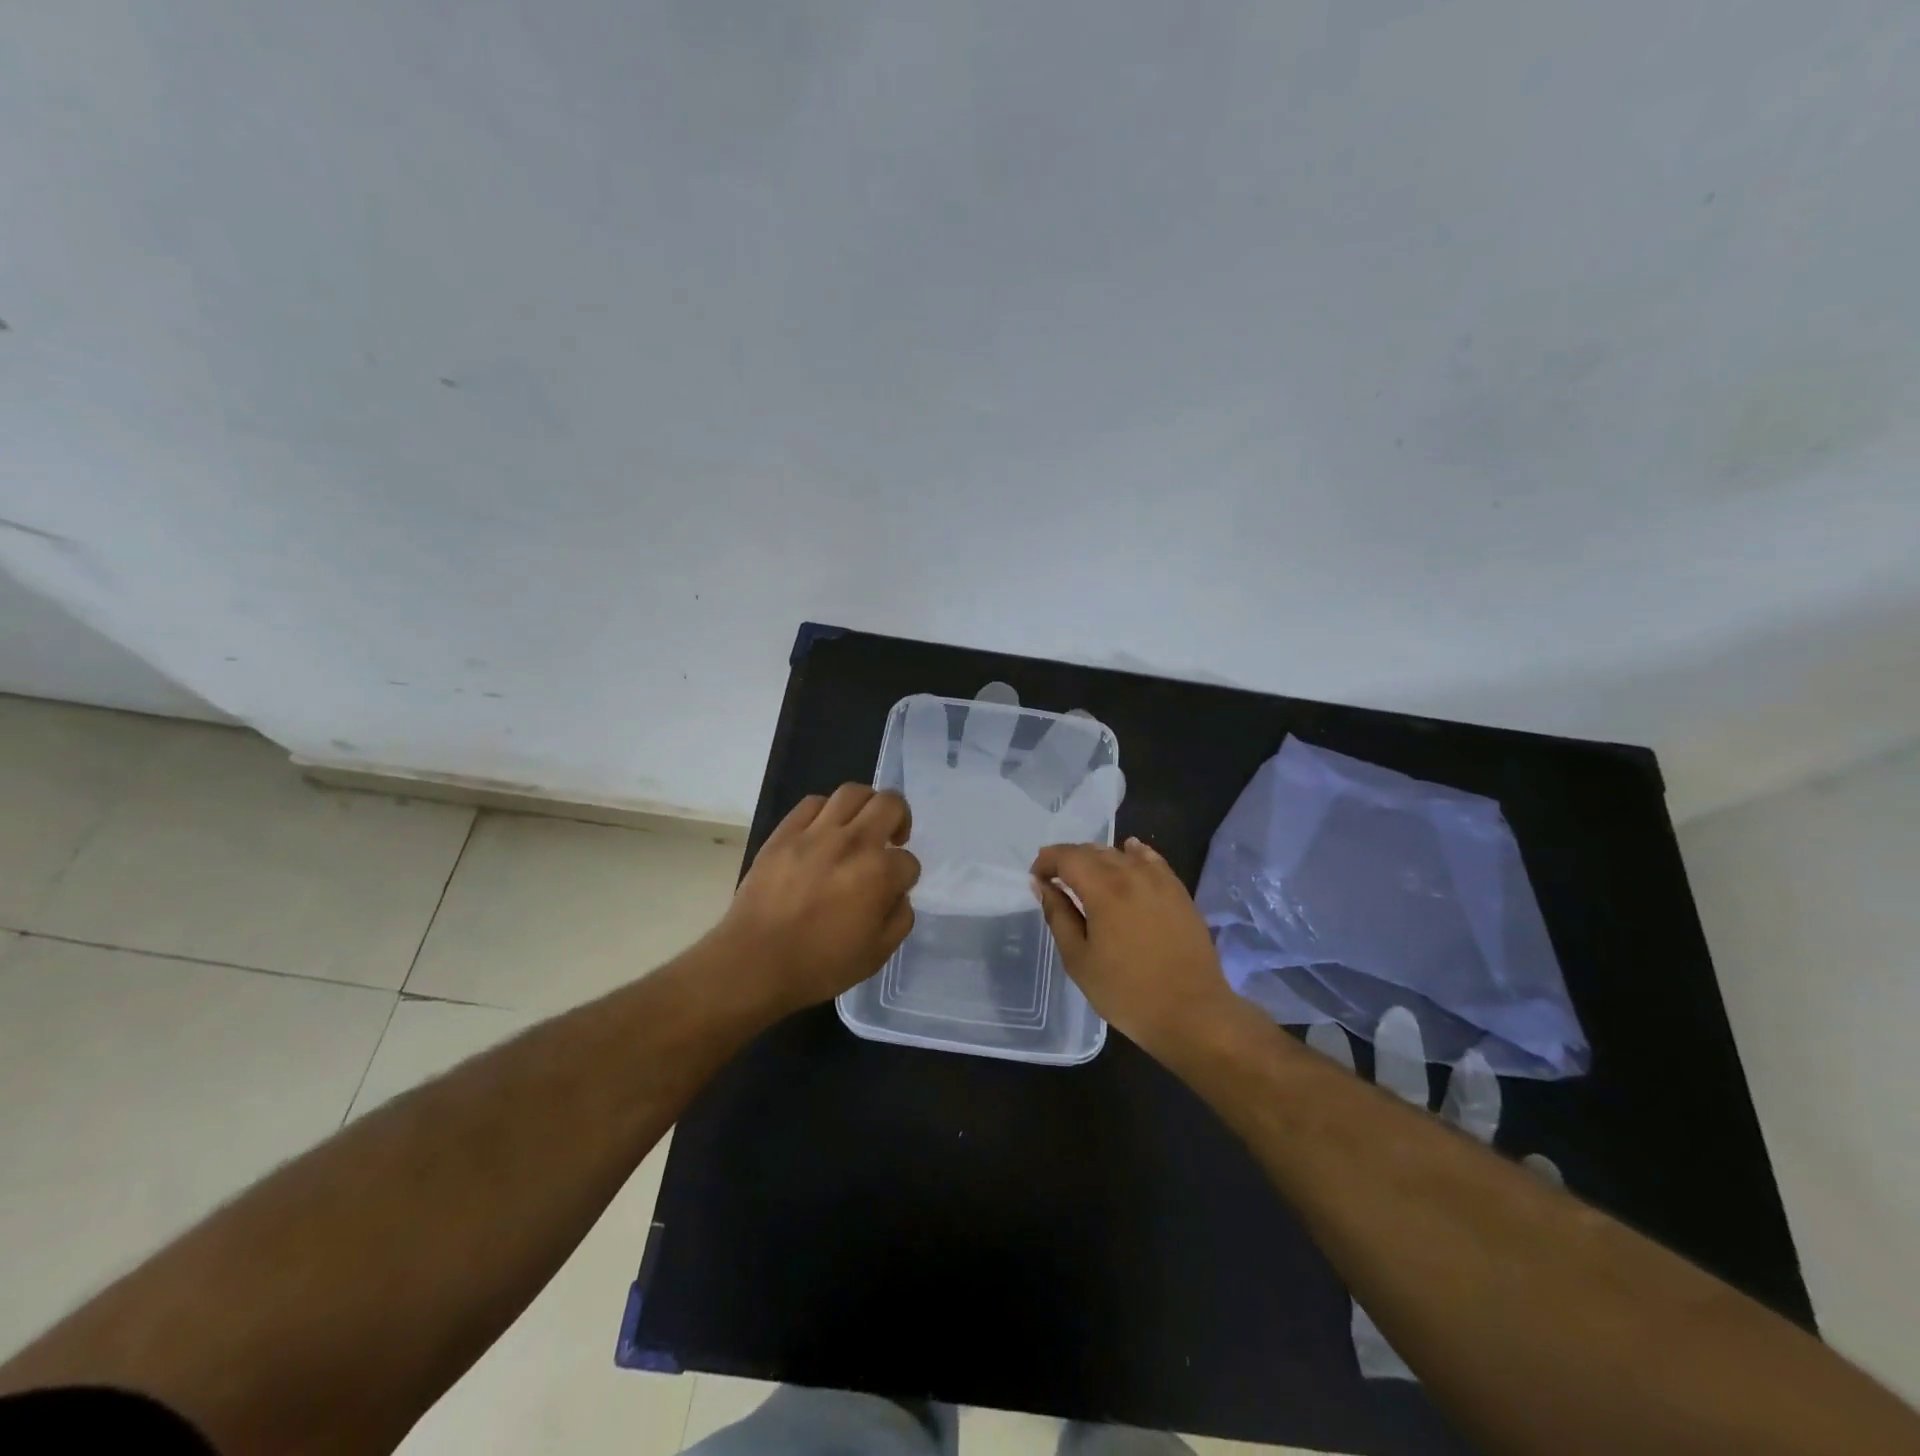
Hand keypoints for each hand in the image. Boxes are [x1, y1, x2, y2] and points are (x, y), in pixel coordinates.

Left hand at [718, 784, 919, 1015]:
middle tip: (892, 838)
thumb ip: (899, 918)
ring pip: (853, 792)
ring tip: (861, 825)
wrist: (754, 963)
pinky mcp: (785, 833)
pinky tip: (825, 829)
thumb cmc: (819, 966)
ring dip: (867, 805)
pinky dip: (827, 810)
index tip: (893, 891)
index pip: (909, 861)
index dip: (906, 877)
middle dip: (900, 818)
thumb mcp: (876, 955)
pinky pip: (813, 803)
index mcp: (879, 874)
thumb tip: (897, 894)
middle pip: (890, 803)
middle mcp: (853, 843)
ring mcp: (816, 833)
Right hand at [1030, 837, 1237, 1055]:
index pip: (1067, 857)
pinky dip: (1134, 853)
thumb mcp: (1079, 959)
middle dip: (1068, 859)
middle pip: (1093, 851)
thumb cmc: (1127, 992)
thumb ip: (1058, 916)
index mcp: (1104, 889)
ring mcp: (1160, 880)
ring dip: (1097, 858)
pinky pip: (1152, 860)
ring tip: (1086, 876)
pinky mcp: (1179, 892)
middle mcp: (1132, 874)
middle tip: (1055, 878)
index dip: (1046, 861)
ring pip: (1121, 853)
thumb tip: (1042, 885)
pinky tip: (1129, 854)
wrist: (1192, 1013)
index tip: (1036, 878)